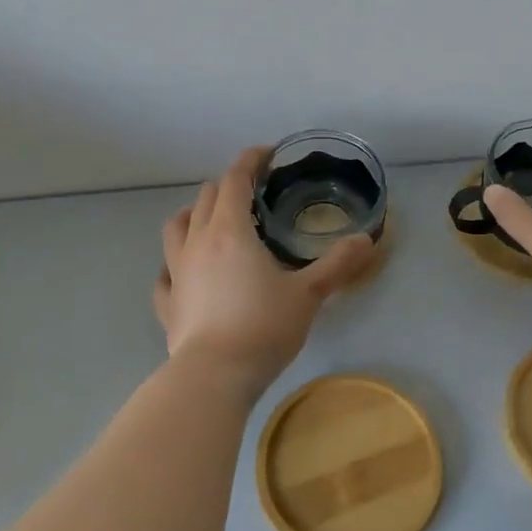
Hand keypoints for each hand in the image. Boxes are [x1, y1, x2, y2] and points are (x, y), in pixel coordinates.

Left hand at [152, 146, 375, 387]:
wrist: (215, 376)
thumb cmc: (263, 327)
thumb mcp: (308, 294)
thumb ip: (338, 264)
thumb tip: (367, 240)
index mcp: (231, 231)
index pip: (235, 179)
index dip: (250, 160)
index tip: (267, 154)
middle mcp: (198, 242)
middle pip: (206, 197)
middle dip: (228, 186)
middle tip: (253, 195)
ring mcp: (177, 272)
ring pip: (176, 226)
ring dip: (194, 215)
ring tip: (212, 221)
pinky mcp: (167, 303)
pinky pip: (165, 273)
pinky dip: (175, 263)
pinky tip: (185, 273)